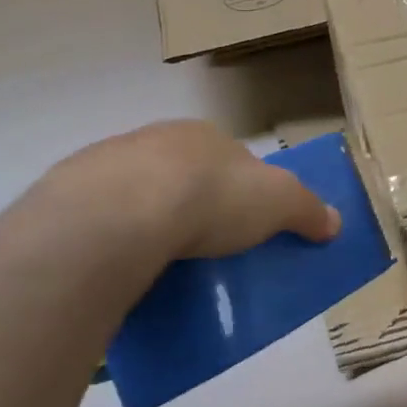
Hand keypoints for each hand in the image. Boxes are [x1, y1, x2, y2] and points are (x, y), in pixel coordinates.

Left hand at [38, 120, 339, 262]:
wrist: (121, 211)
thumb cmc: (212, 196)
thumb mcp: (278, 202)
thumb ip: (307, 209)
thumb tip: (335, 221)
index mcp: (205, 137)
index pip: (229, 158)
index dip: (240, 188)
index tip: (243, 224)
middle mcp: (156, 140)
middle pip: (182, 174)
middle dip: (191, 205)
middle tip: (202, 249)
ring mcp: (108, 166)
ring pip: (137, 195)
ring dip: (148, 223)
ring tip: (159, 267)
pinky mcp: (70, 197)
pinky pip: (101, 221)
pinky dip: (112, 241)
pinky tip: (120, 270)